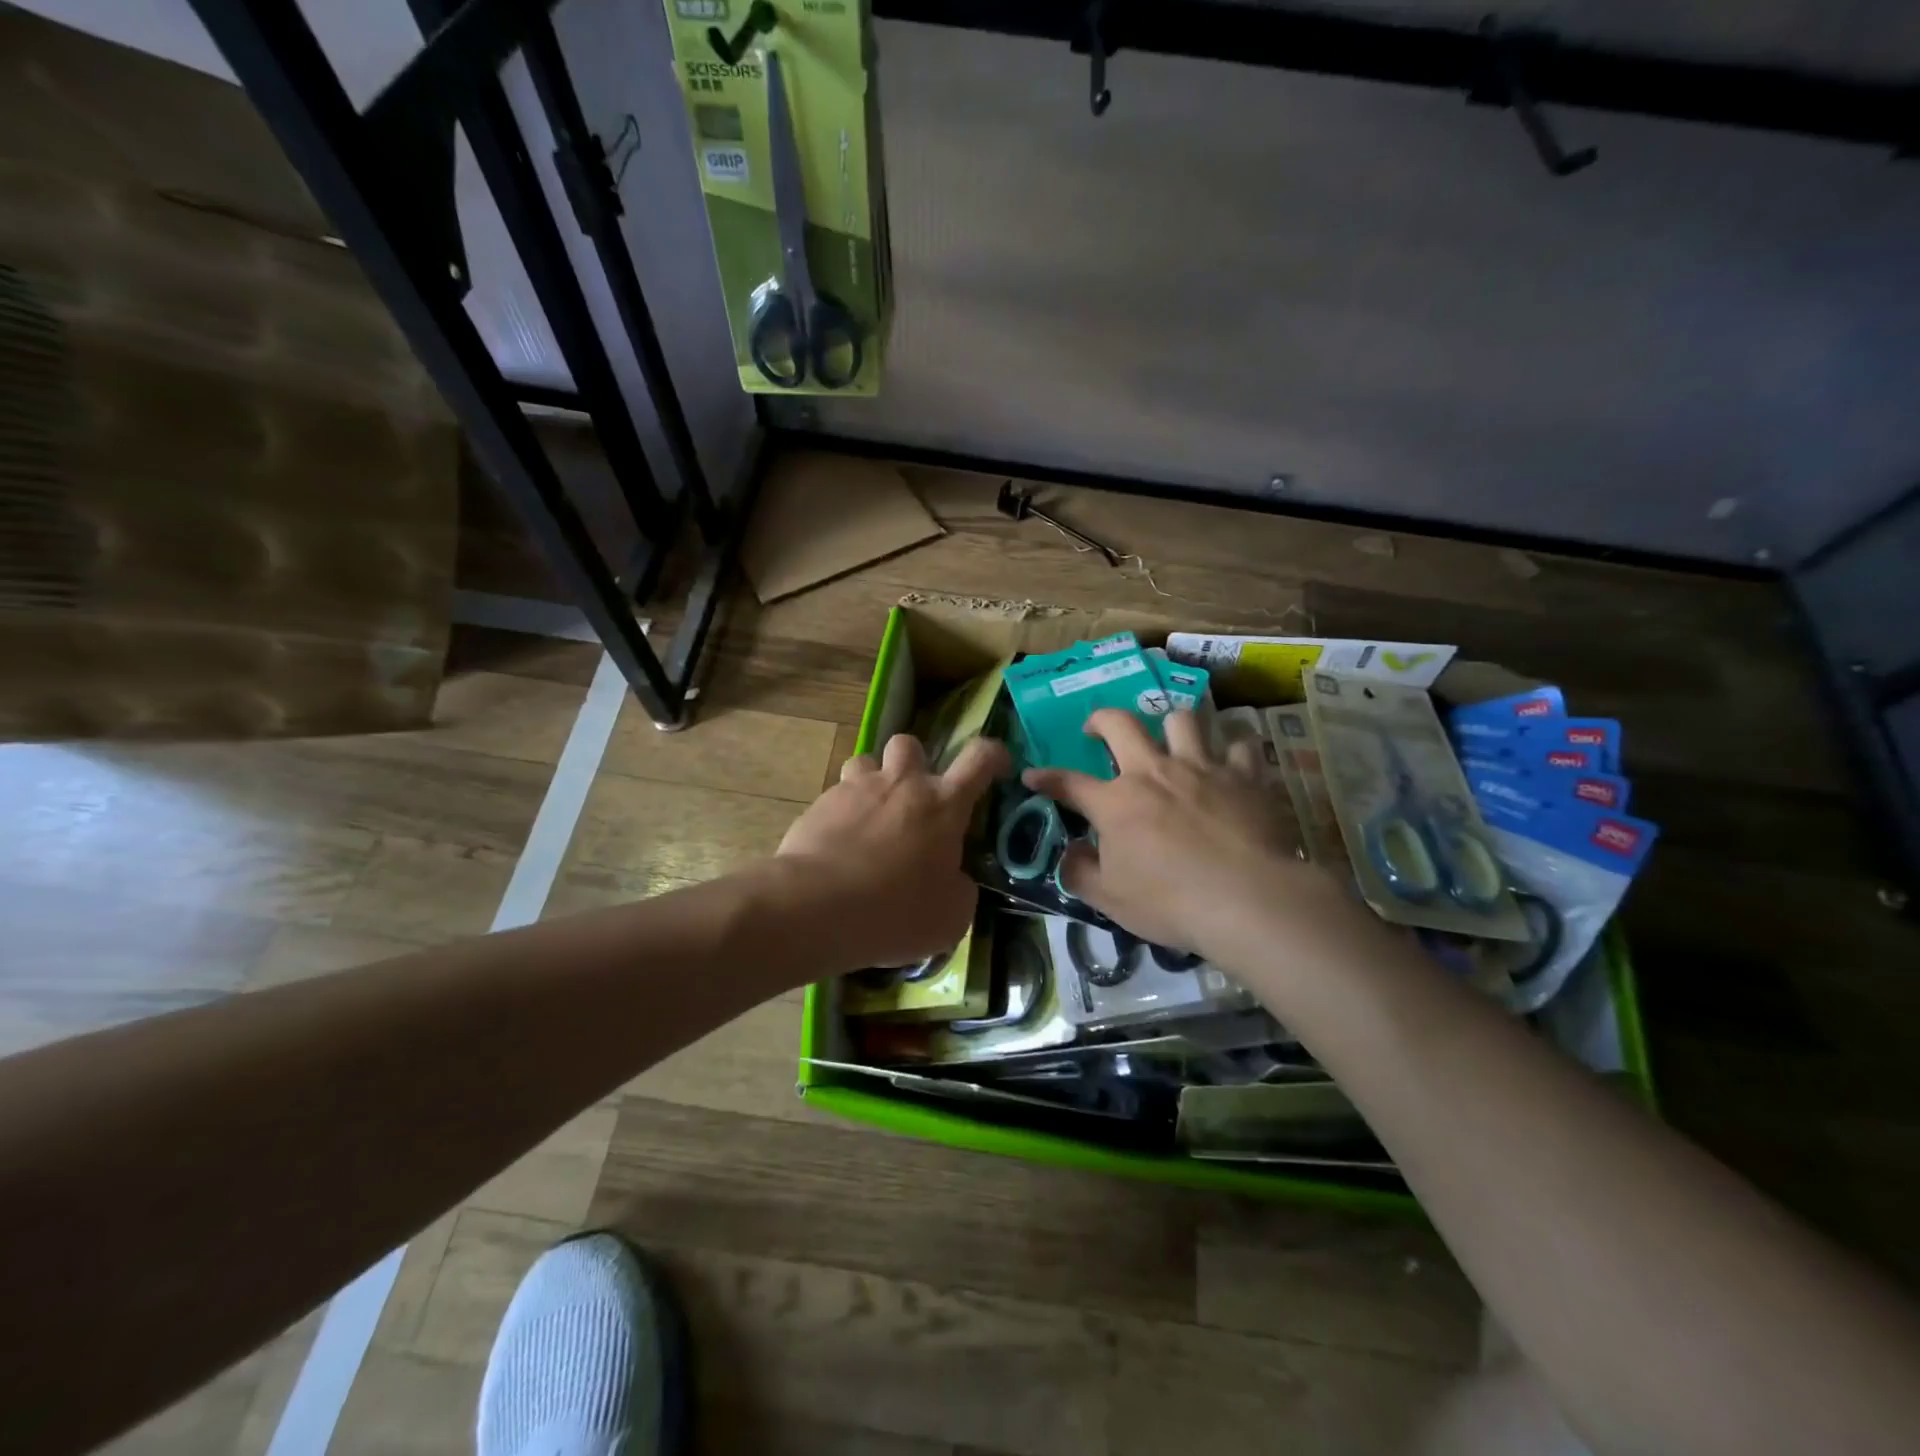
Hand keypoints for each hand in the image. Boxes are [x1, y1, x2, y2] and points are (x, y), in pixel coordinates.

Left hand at [777, 732, 1007, 969]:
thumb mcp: (951, 916)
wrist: (817, 906)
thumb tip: (955, 879)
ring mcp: (856, 789)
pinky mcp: (820, 804)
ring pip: (866, 760)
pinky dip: (842, 812)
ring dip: (873, 780)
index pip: (980, 758)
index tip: (998, 767)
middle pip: (911, 744)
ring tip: (871, 815)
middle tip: (913, 799)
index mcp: (943, 804)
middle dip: (915, 763)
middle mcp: (901, 784)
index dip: (994, 755)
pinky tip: (838, 845)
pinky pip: (835, 795)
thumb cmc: (896, 911)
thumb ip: (961, 888)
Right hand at [1023, 709, 1353, 967]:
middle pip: (1121, 724)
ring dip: (1171, 725)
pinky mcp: (1245, 776)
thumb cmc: (1171, 902)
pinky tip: (1232, 762)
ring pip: (1181, 719)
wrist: (1248, 900)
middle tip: (1097, 728)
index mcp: (1116, 802)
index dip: (1046, 778)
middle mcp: (1154, 772)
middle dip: (1101, 719)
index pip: (1069, 783)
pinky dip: (1233, 751)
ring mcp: (1202, 768)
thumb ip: (1081, 874)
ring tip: (1171, 739)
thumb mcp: (1111, 900)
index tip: (1032, 776)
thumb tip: (1069, 855)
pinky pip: (1240, 745)